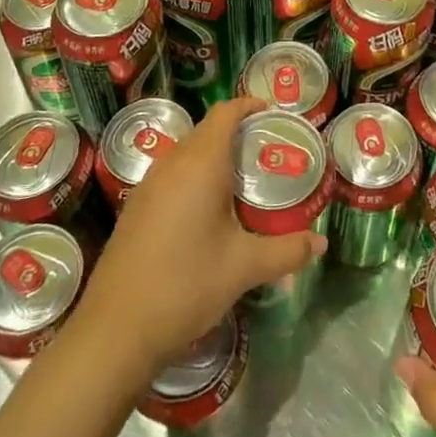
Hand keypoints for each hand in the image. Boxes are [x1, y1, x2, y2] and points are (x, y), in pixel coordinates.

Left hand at [72, 96, 324, 383]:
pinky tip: (210, 214)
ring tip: (246, 183)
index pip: (226, 112)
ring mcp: (149, 185)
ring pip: (188, 154)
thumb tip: (320, 245)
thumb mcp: (244, 267)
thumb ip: (286, 250)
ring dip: (215, 158)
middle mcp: (172, 164)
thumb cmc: (185, 285)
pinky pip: (173, 176)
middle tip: (269, 155)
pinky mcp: (136, 208)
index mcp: (200, 163)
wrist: (115, 330)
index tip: (274, 114)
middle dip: (239, 135)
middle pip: (207, 131)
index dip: (250, 106)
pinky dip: (195, 179)